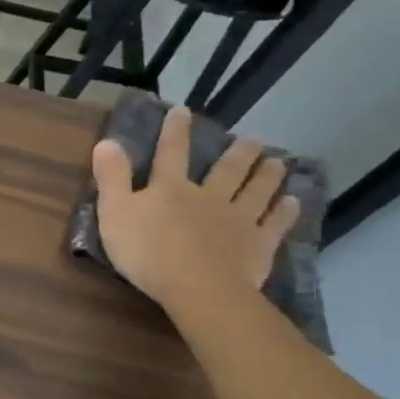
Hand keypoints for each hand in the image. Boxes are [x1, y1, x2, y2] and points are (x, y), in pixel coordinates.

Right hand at [91, 106, 299, 312]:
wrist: (198, 287)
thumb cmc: (147, 251)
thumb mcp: (115, 212)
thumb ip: (111, 178)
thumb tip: (107, 141)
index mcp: (170, 189)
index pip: (171, 153)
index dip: (175, 131)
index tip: (182, 111)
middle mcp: (209, 196)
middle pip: (226, 170)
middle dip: (238, 153)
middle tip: (253, 139)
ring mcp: (238, 219)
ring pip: (256, 191)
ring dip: (266, 175)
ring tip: (277, 163)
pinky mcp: (258, 244)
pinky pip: (275, 223)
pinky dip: (284, 211)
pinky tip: (292, 202)